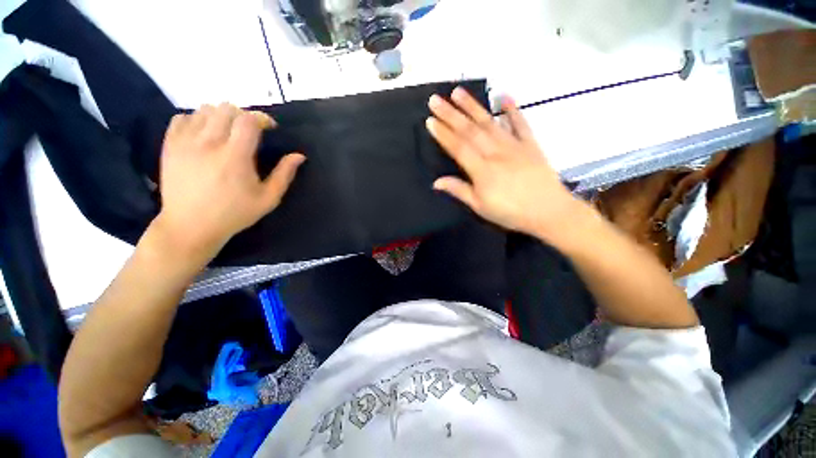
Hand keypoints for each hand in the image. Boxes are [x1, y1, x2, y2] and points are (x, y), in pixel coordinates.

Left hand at [154, 103, 304, 257]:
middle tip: (250, 131)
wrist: (190, 226)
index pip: (248, 120)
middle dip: (243, 115)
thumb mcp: (268, 199)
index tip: (269, 127)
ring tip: (228, 132)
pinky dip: (197, 120)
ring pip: (204, 110)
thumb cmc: (234, 214)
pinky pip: (182, 117)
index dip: (262, 118)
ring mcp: (185, 142)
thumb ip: (284, 175)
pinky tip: (204, 135)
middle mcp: (208, 143)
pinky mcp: (169, 145)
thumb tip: (299, 155)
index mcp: (235, 157)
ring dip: (221, 116)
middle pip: (226, 108)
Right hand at [426, 87, 579, 241]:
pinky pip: (520, 123)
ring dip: (473, 106)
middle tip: (435, 99)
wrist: (548, 211)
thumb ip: (459, 191)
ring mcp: (513, 146)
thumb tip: (436, 182)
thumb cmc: (510, 212)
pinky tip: (504, 96)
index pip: (458, 147)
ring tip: (458, 92)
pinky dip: (513, 109)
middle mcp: (495, 153)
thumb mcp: (480, 207)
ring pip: (489, 122)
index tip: (430, 120)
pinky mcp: (530, 144)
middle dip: (451, 114)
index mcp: (482, 170)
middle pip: (470, 130)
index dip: (443, 134)